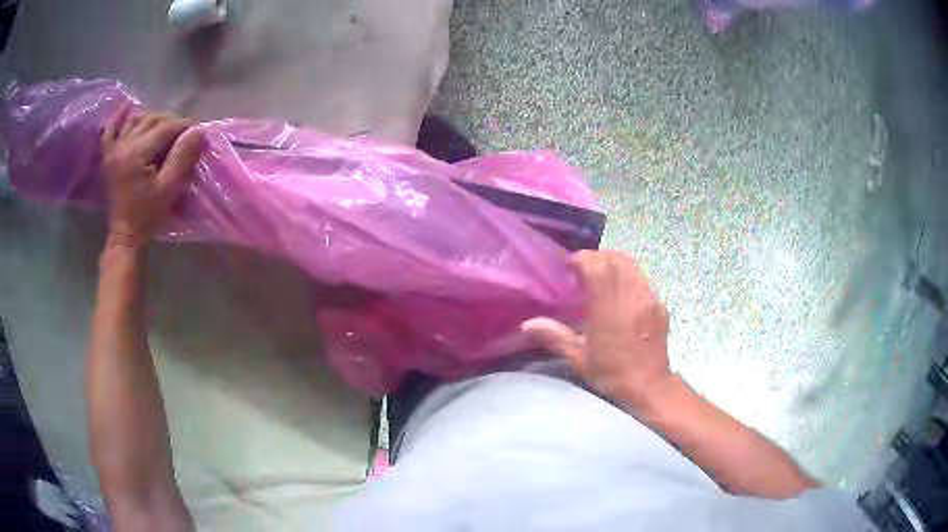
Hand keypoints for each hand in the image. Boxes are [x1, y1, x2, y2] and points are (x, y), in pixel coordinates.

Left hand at [101, 106, 202, 248]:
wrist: (125, 236)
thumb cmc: (148, 215)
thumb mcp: (169, 188)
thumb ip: (182, 156)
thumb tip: (197, 131)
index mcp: (137, 153)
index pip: (165, 127)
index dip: (184, 126)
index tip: (198, 131)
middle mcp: (123, 145)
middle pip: (151, 119)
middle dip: (171, 121)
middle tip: (184, 131)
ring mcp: (113, 150)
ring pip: (135, 120)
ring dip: (152, 118)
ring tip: (164, 126)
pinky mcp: (108, 157)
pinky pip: (110, 131)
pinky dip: (118, 118)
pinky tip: (126, 108)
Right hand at [522, 250, 674, 414]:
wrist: (649, 387)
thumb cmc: (612, 374)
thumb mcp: (579, 359)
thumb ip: (555, 337)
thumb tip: (527, 325)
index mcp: (609, 308)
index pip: (597, 266)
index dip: (581, 259)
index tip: (569, 268)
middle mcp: (631, 296)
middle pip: (615, 259)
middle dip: (597, 258)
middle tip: (582, 272)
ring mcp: (649, 299)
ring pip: (631, 266)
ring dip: (613, 265)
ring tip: (601, 281)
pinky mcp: (659, 305)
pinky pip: (641, 281)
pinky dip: (627, 279)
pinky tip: (620, 298)